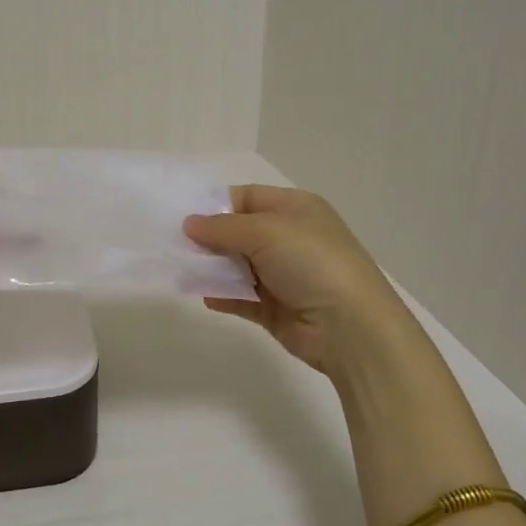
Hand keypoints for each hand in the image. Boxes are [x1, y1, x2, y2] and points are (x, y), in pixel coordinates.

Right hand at [183, 186, 418, 379]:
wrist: (350, 328)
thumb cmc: (312, 263)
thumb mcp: (265, 232)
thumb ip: (222, 228)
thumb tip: (189, 224)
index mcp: (295, 208)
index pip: (248, 197)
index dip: (216, 204)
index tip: (184, 215)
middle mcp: (290, 238)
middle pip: (239, 232)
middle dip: (209, 238)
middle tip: (174, 244)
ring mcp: (284, 275)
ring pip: (238, 265)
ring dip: (212, 268)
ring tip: (181, 270)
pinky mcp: (277, 308)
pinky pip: (242, 297)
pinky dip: (223, 295)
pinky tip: (203, 296)